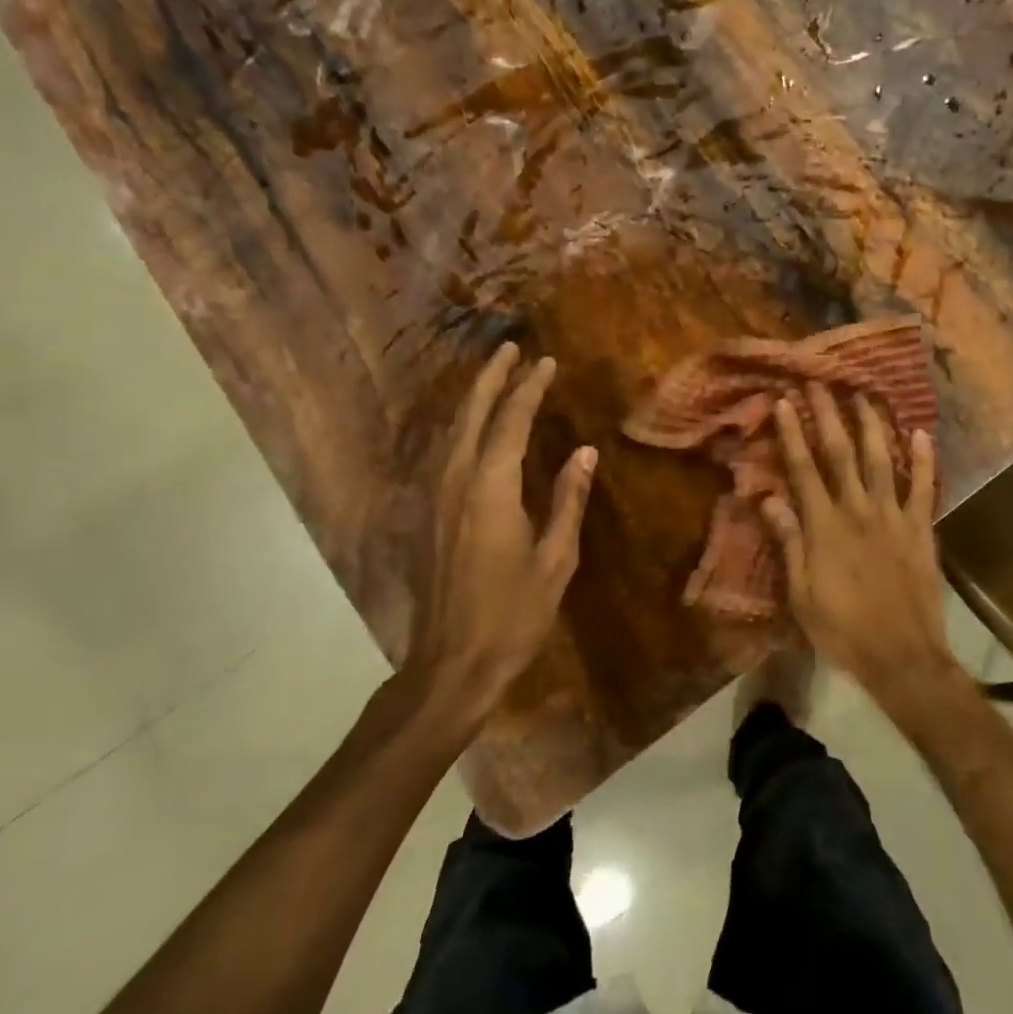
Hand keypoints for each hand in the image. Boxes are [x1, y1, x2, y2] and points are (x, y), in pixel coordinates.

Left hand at [390, 344, 595, 731]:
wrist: (451, 664)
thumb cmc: (513, 614)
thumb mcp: (555, 559)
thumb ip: (568, 500)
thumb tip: (584, 452)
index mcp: (491, 489)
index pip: (511, 422)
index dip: (529, 388)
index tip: (546, 361)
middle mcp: (456, 482)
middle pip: (471, 415)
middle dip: (491, 378)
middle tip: (510, 349)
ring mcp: (435, 498)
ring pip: (452, 431)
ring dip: (473, 398)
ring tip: (493, 376)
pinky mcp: (428, 515)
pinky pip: (444, 453)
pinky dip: (461, 427)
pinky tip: (471, 428)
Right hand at [760, 384, 957, 707]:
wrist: (902, 657)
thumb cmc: (842, 629)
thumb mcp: (801, 593)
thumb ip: (788, 541)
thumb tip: (767, 497)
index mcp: (825, 526)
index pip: (803, 468)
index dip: (793, 432)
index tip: (785, 401)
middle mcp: (858, 510)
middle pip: (841, 452)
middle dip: (829, 414)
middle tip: (821, 381)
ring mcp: (894, 516)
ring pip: (881, 459)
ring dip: (871, 424)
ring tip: (864, 393)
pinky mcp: (921, 529)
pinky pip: (923, 487)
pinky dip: (923, 459)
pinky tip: (920, 433)